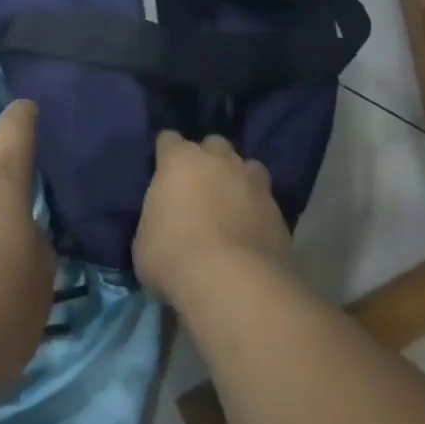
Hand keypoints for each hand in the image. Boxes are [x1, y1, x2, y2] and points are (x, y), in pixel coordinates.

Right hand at [134, 131, 292, 308]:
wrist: (232, 283)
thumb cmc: (173, 255)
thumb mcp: (144, 239)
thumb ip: (156, 219)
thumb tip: (163, 224)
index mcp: (180, 160)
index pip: (168, 140)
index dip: (165, 154)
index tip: (161, 170)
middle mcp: (219, 161)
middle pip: (213, 145)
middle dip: (207, 159)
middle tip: (198, 186)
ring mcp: (254, 183)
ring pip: (247, 167)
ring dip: (238, 179)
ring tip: (230, 204)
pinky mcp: (279, 212)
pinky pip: (265, 201)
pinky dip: (256, 211)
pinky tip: (249, 231)